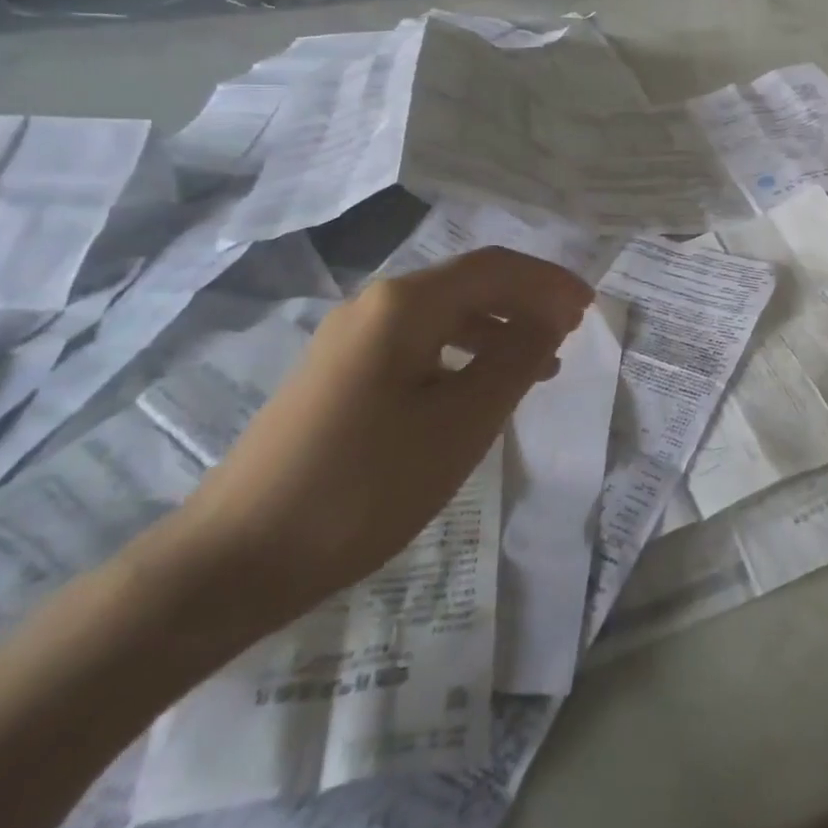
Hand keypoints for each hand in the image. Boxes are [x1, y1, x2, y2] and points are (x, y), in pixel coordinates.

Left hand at [162, 247, 592, 625]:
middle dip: (527, 300)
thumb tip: (551, 320)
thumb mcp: (460, 425)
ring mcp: (351, 338)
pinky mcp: (340, 372)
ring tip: (541, 361)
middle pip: (469, 282)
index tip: (592, 307)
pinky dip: (464, 352)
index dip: (549, 282)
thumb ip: (515, 362)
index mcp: (404, 305)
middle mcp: (375, 305)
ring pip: (445, 313)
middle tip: (573, 330)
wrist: (236, 558)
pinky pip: (420, 343)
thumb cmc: (363, 486)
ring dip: (499, 327)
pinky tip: (482, 385)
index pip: (495, 269)